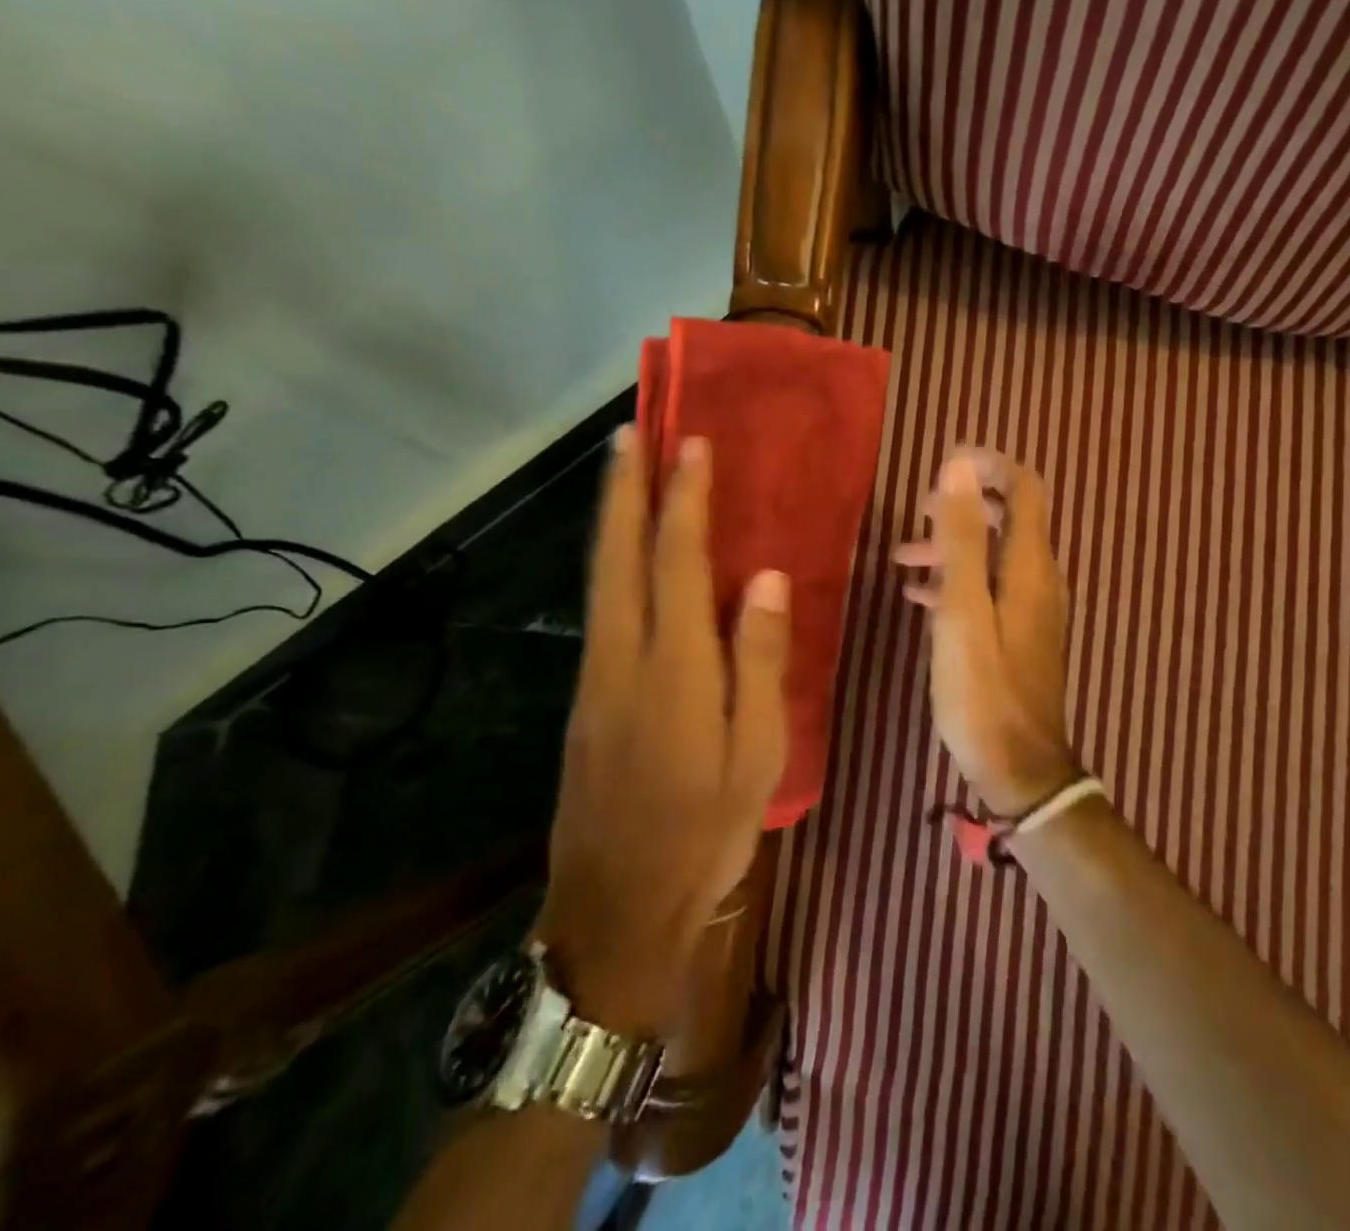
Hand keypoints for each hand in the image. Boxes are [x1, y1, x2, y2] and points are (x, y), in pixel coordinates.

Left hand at [536, 427, 788, 1035]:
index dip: (684, 500)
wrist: (613, 914)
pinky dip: (611, 564)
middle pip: (616, 557)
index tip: (693, 446)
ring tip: (625, 475)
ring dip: (610, 520)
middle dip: (623, 490)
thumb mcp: (757, 755)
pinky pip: (601, 611)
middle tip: (631, 434)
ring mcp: (595, 679)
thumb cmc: (703, 834)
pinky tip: (626, 556)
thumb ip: (758, 660)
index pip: (675, 562)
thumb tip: (763, 578)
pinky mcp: (586, 700)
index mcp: (673, 670)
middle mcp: (622, 659)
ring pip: (598, 581)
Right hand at [894, 448, 1078, 816]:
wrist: (1019, 768)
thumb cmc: (984, 690)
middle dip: (962, 507)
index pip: (1026, 488)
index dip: (991, 466)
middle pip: (1006, 519)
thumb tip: (961, 465)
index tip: (946, 464)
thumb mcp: (963, 610)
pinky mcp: (1017, 635)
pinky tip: (918, 597)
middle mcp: (1037, 579)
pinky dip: (956, 581)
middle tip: (917, 516)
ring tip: (902, 558)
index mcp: (1028, 566)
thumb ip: (961, 538)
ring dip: (951, 547)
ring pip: (991, 556)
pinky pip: (987, 590)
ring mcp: (1030, 609)